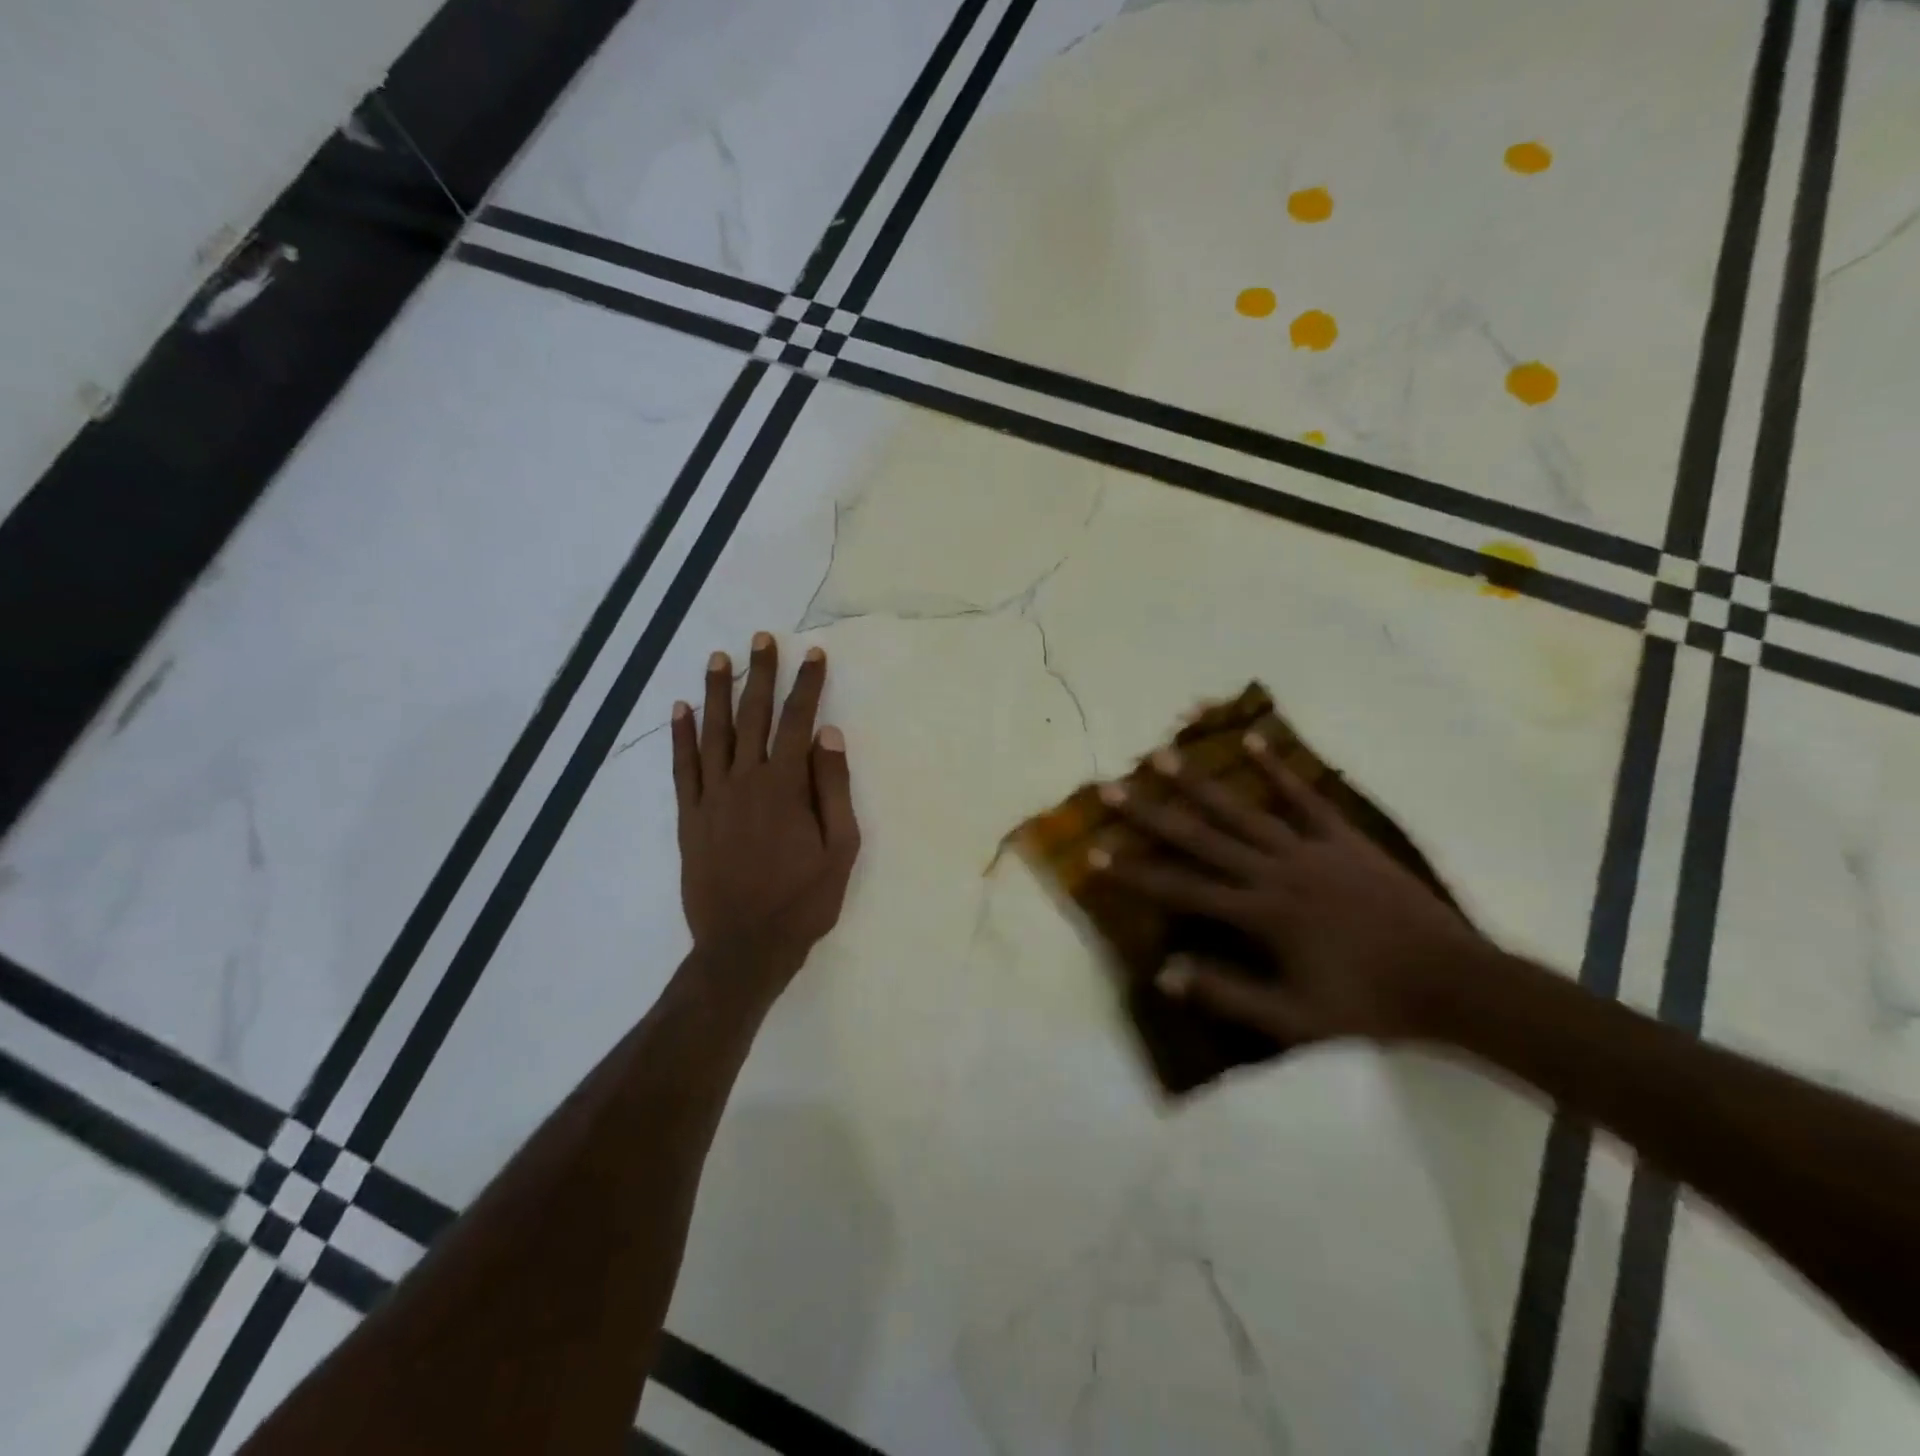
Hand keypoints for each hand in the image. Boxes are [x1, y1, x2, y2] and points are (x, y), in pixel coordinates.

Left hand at [672, 634, 860, 994]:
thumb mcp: (840, 848)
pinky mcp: (690, 817)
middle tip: (761, 638)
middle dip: (760, 674)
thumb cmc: (803, 900)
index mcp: (785, 786)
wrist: (744, 946)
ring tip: (719, 658)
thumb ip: (833, 788)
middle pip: (752, 716)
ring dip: (717, 692)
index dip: (807, 685)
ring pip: (713, 733)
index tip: (813, 654)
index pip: (798, 721)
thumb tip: (828, 734)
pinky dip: (680, 736)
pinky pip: (682, 767)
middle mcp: (745, 780)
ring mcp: (712, 797)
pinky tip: (680, 709)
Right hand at [1094, 733, 1486, 1044]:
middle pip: (1201, 837)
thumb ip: (1227, 994)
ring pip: (1243, 809)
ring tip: (1163, 753)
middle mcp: (1275, 871)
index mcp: (1260, 914)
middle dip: (1150, 812)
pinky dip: (1278, 768)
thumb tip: (1164, 974)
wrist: (1454, 984)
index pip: (1182, 888)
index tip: (1093, 853)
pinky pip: (1305, 797)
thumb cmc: (1369, 1006)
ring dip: (1199, 781)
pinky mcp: (1343, 837)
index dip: (1134, 872)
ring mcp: (1310, 848)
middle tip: (1111, 786)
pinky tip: (1253, 739)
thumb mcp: (1294, 1019)